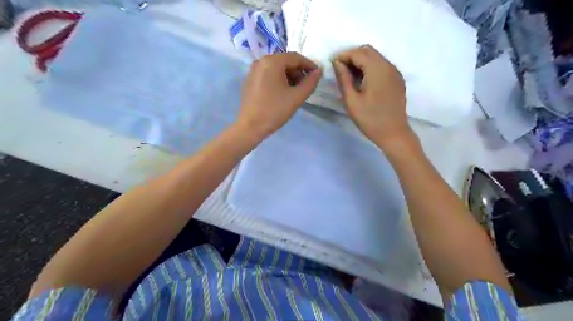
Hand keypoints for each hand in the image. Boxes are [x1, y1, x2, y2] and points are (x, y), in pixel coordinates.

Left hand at [236, 51, 321, 138]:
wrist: (250, 127)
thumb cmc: (275, 111)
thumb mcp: (297, 97)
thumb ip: (310, 82)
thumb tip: (318, 72)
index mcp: (272, 62)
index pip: (295, 57)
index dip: (309, 65)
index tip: (317, 75)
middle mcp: (261, 61)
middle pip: (285, 61)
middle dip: (298, 71)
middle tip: (306, 85)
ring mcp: (253, 70)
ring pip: (276, 68)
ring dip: (288, 76)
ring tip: (295, 90)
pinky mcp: (249, 80)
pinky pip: (267, 74)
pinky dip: (278, 79)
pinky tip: (282, 93)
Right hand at [331, 44, 411, 146]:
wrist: (394, 134)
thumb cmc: (370, 119)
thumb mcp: (351, 100)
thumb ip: (343, 78)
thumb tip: (337, 63)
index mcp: (377, 69)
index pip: (358, 53)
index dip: (343, 56)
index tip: (332, 65)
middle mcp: (389, 66)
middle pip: (368, 51)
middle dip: (352, 56)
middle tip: (340, 70)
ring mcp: (395, 73)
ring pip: (376, 57)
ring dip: (361, 61)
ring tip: (349, 76)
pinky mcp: (397, 80)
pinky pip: (382, 66)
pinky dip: (370, 67)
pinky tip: (363, 81)